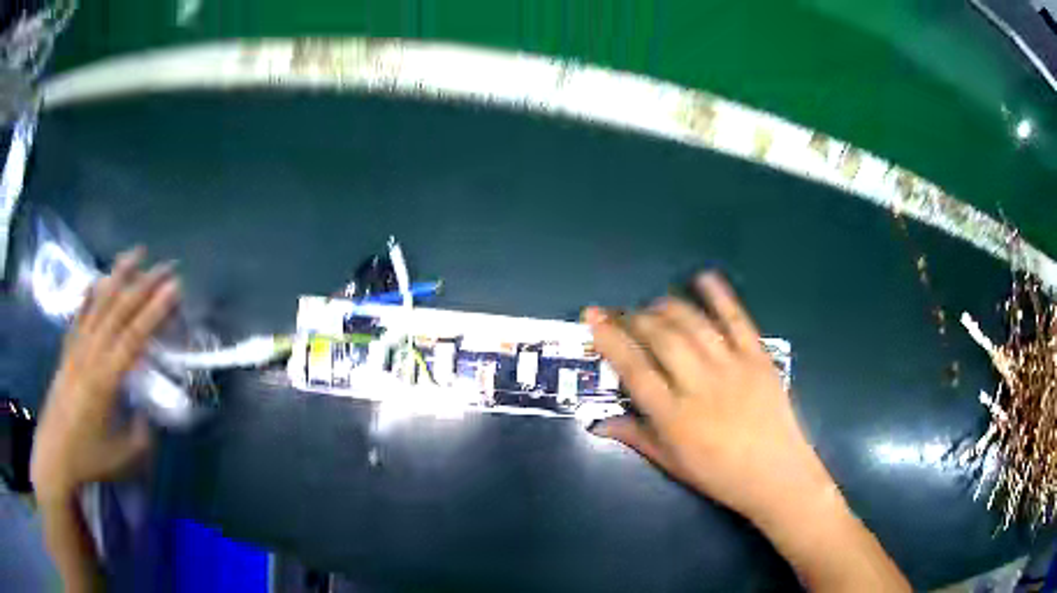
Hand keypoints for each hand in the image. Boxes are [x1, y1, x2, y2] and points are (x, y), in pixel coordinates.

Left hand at [30, 248, 179, 503]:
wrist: (55, 454)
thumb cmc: (89, 458)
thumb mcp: (124, 457)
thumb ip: (141, 433)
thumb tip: (148, 413)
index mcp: (107, 379)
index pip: (134, 336)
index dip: (155, 311)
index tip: (175, 288)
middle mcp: (91, 354)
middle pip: (119, 311)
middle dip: (144, 284)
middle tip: (167, 265)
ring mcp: (77, 348)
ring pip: (99, 304)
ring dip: (118, 276)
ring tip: (136, 253)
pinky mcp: (67, 351)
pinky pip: (79, 316)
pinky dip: (88, 295)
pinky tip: (96, 280)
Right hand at [587, 273, 909, 590]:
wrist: (777, 476)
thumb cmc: (720, 477)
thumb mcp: (673, 464)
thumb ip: (636, 437)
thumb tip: (598, 422)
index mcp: (675, 417)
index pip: (633, 368)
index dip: (609, 339)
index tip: (593, 317)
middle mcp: (700, 386)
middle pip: (662, 338)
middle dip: (636, 318)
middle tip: (623, 313)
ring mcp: (733, 368)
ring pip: (694, 324)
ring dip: (668, 307)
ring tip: (654, 304)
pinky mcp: (759, 359)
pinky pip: (737, 320)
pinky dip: (719, 296)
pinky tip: (702, 278)